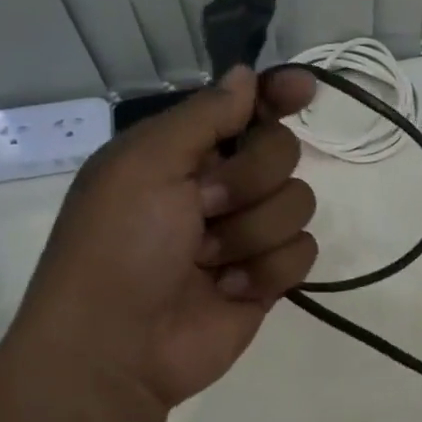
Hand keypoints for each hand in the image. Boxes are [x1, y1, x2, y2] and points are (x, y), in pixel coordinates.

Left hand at [12, 66, 318, 411]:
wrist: (117, 347)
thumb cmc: (119, 244)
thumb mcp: (146, 164)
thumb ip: (205, 115)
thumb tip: (247, 74)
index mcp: (184, 152)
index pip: (246, 108)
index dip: (277, 95)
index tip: (304, 90)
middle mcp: (220, 186)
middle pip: (283, 152)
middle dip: (249, 179)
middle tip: (205, 206)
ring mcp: (246, 233)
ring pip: (298, 203)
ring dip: (251, 233)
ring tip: (207, 261)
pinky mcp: (268, 277)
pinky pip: (304, 252)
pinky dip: (266, 271)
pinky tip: (228, 290)